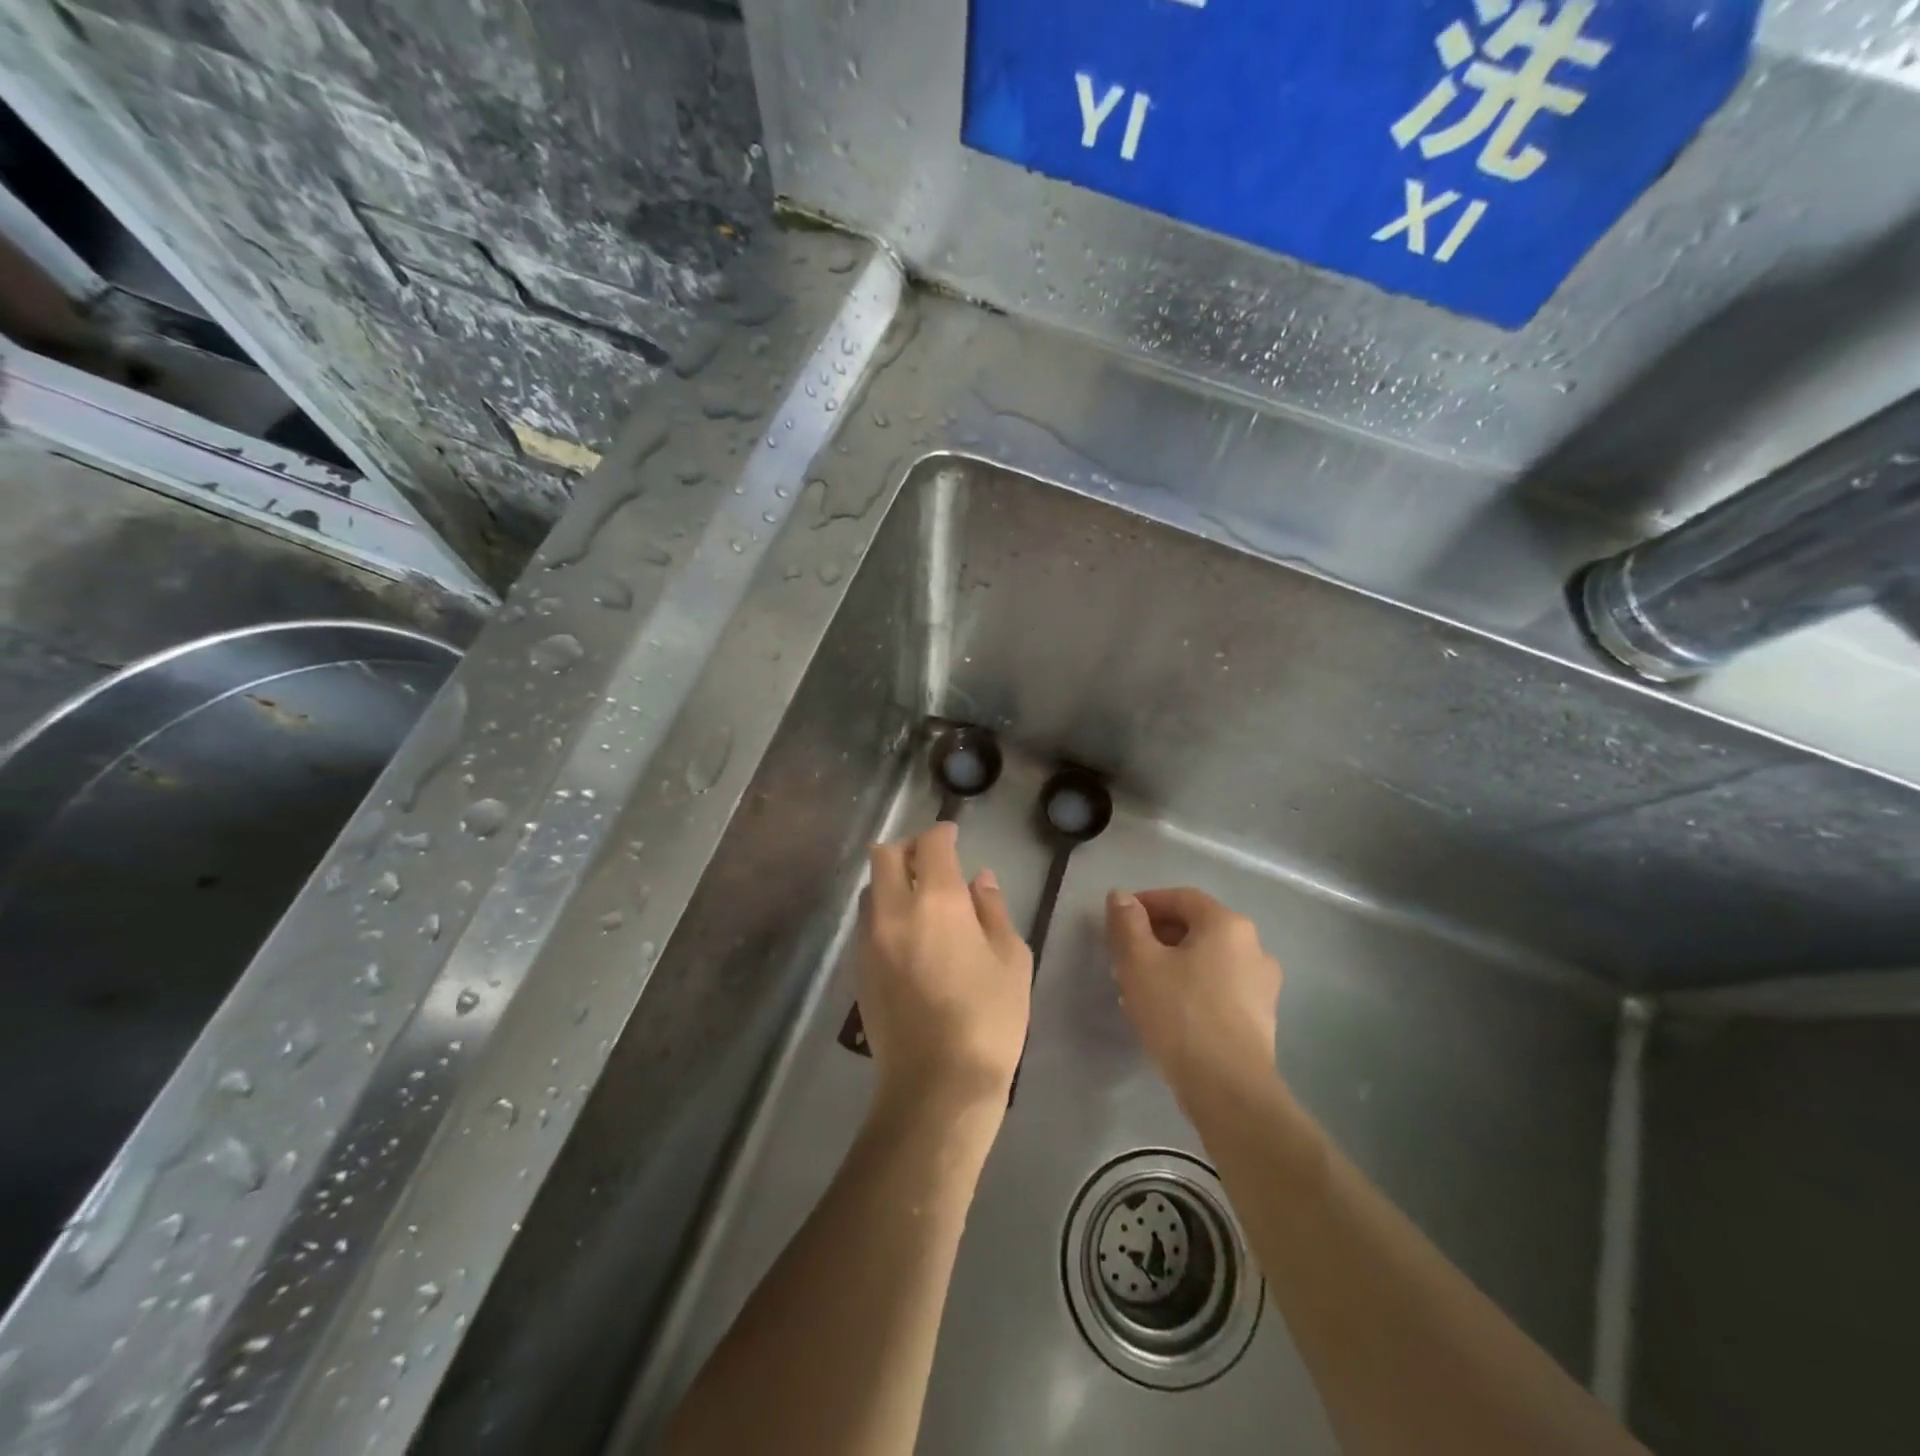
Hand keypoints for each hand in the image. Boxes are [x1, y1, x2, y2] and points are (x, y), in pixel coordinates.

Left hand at [859, 823, 1031, 1116]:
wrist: (936, 1084)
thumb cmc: (988, 1019)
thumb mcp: (1011, 959)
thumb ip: (992, 910)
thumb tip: (978, 880)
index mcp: (938, 903)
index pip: (930, 845)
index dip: (942, 833)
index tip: (953, 836)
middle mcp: (895, 910)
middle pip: (884, 855)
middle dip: (908, 848)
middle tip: (932, 860)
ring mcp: (870, 939)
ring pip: (870, 887)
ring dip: (891, 879)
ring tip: (918, 898)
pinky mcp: (857, 967)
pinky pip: (866, 920)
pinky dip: (883, 910)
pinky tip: (906, 934)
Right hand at [1106, 887, 1283, 1111]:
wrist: (1229, 1089)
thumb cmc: (1180, 1014)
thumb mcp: (1139, 962)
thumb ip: (1127, 923)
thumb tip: (1120, 896)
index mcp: (1227, 924)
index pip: (1180, 898)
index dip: (1145, 904)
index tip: (1117, 922)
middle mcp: (1253, 946)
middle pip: (1195, 928)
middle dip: (1155, 938)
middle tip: (1123, 959)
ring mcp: (1262, 984)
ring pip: (1206, 961)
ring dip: (1171, 966)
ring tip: (1138, 989)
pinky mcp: (1261, 1017)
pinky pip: (1218, 988)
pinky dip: (1191, 989)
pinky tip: (1166, 1014)